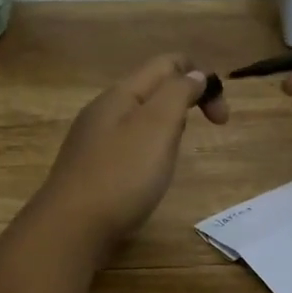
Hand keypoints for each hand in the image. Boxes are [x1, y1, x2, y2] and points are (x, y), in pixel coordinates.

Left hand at [35, 54, 227, 260]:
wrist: (71, 228)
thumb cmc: (121, 175)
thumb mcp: (157, 126)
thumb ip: (178, 93)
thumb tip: (194, 74)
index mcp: (121, 93)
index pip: (167, 63)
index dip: (200, 77)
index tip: (221, 116)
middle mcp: (104, 110)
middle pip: (153, 88)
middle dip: (186, 100)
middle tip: (204, 131)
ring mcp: (93, 140)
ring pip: (140, 117)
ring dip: (168, 125)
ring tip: (176, 153)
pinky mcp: (91, 168)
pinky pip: (128, 144)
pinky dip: (149, 148)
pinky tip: (149, 174)